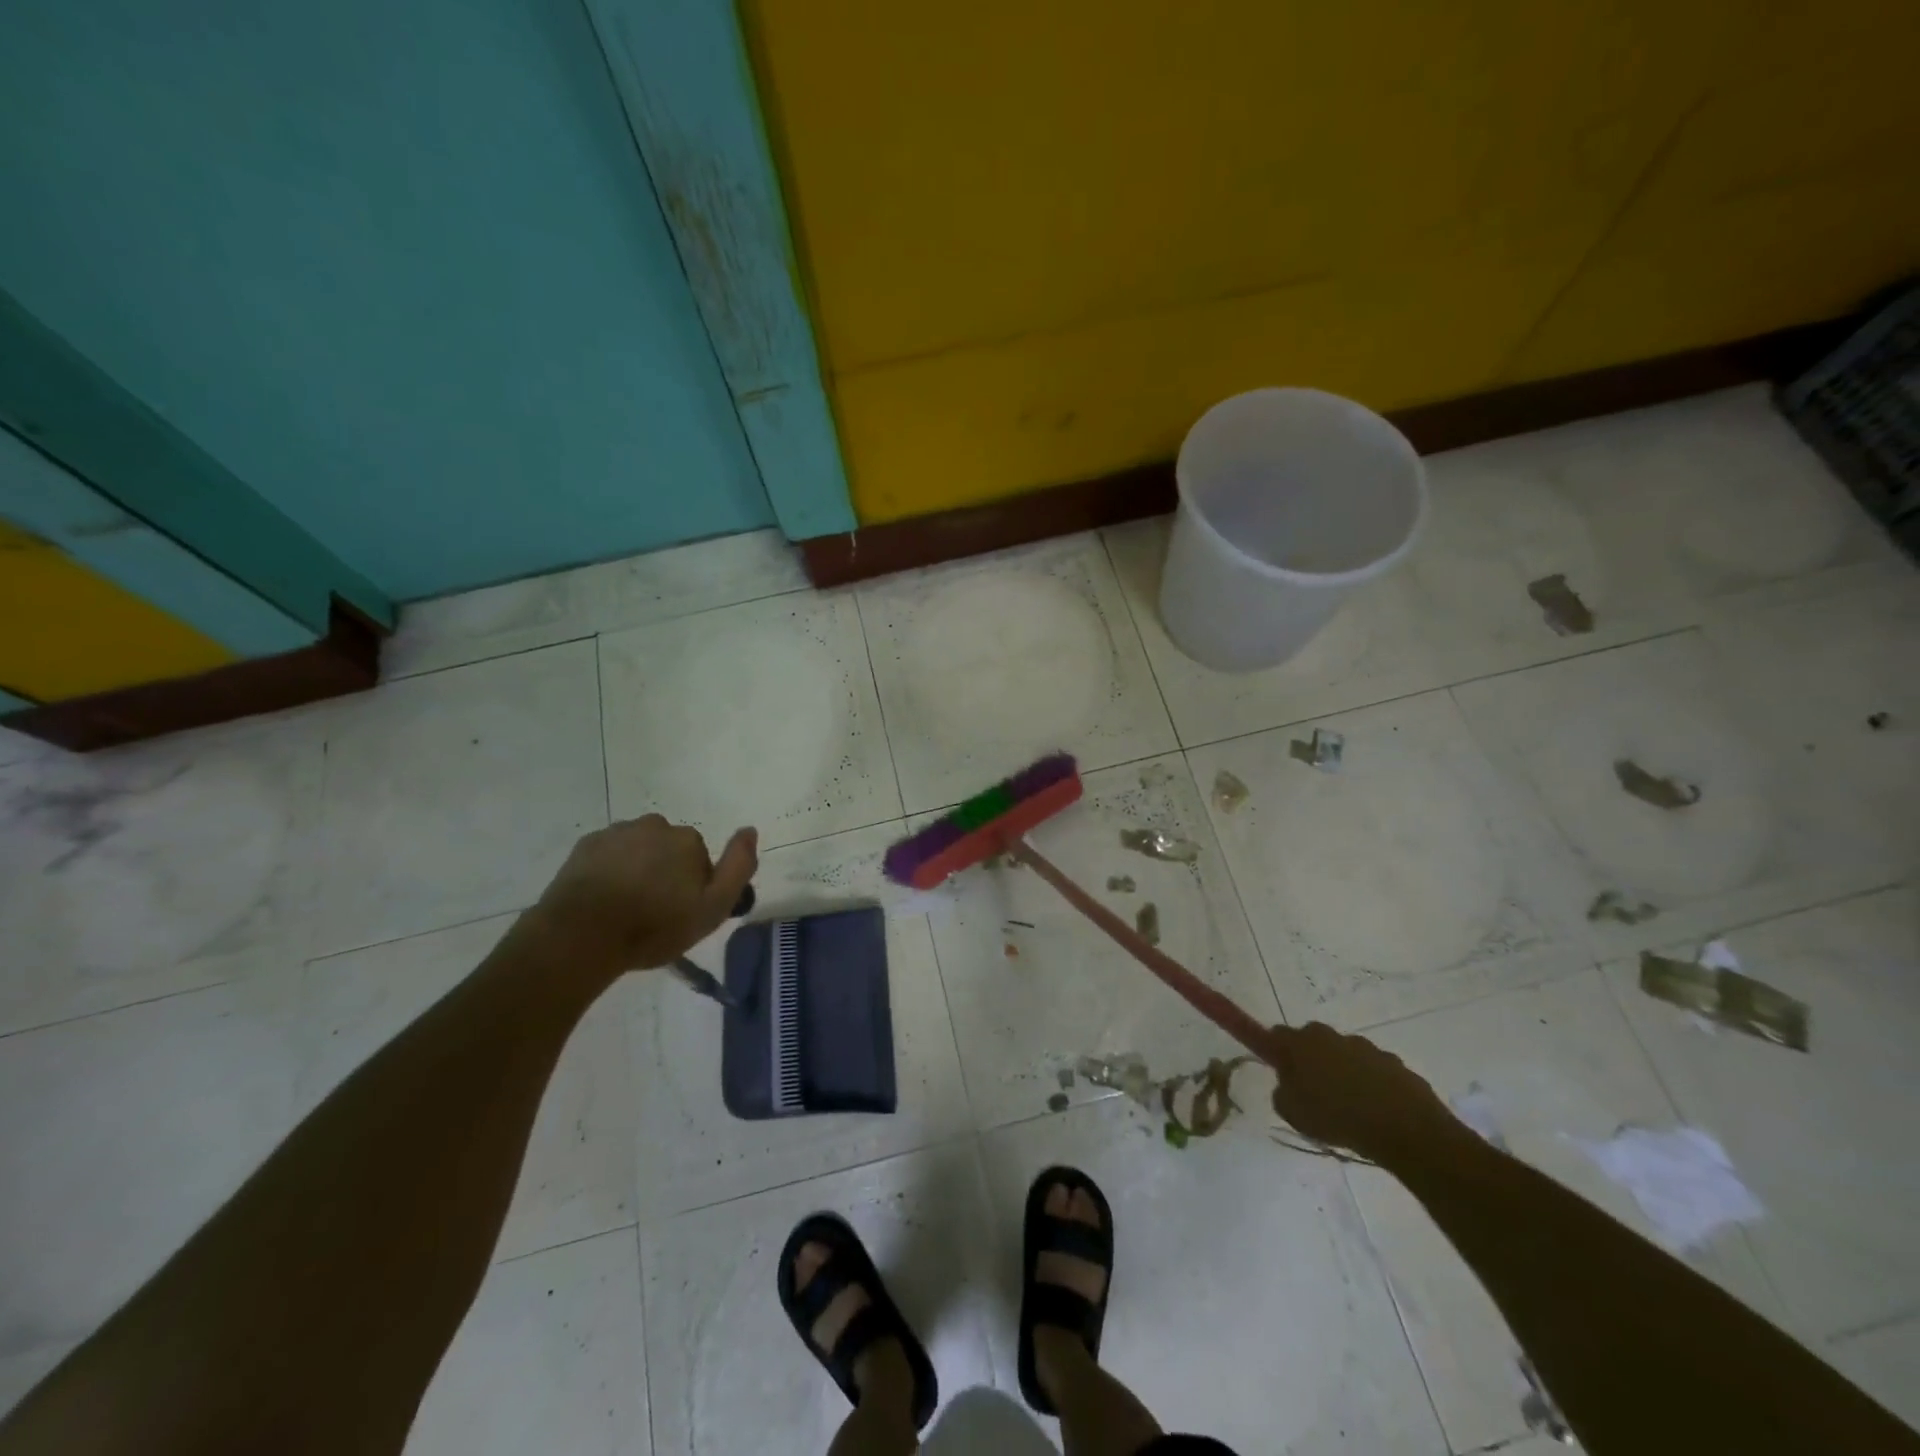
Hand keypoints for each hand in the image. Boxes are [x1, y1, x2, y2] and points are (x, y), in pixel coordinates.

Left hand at [529, 816, 757, 976]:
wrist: (582, 935)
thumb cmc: (654, 926)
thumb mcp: (714, 907)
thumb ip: (738, 867)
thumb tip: (750, 829)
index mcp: (688, 840)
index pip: (699, 858)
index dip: (694, 885)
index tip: (681, 912)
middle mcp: (656, 826)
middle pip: (668, 849)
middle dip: (665, 872)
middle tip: (653, 912)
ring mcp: (617, 833)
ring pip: (638, 849)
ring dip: (637, 869)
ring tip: (625, 907)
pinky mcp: (586, 846)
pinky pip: (608, 854)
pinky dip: (610, 870)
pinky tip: (603, 899)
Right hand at [1265, 1022, 1461, 1165]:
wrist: (1404, 1127)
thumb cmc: (1337, 1117)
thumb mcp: (1292, 1113)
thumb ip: (1283, 1094)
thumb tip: (1289, 1086)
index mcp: (1300, 1043)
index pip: (1275, 1035)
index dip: (1273, 1050)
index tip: (1278, 1068)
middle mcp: (1329, 1036)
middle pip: (1311, 1041)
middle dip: (1309, 1060)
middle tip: (1311, 1091)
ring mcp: (1364, 1047)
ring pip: (1343, 1055)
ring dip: (1341, 1072)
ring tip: (1348, 1107)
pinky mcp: (1393, 1063)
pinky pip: (1372, 1070)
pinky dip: (1369, 1083)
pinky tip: (1375, 1111)